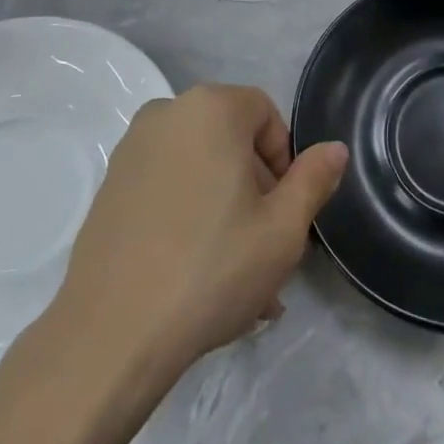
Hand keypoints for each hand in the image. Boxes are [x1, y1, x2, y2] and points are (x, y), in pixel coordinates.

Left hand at [50, 85, 348, 383]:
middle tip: (265, 249)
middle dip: (255, 190)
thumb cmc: (212, 269)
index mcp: (210, 108)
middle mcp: (166, 114)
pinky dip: (188, 217)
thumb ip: (313, 179)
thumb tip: (334, 148)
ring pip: (199, 170)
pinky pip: (166, 189)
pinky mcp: (109, 188)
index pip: (264, 113)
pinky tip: (197, 276)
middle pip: (230, 141)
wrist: (111, 334)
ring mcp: (130, 151)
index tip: (284, 210)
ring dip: (225, 210)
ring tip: (237, 277)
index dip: (283, 159)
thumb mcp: (283, 228)